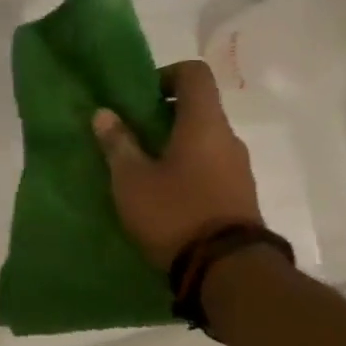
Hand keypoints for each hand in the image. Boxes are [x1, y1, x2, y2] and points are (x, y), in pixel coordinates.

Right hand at [93, 59, 261, 269]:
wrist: (228, 271)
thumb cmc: (175, 213)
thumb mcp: (132, 180)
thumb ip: (117, 143)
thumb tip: (104, 113)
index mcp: (204, 124)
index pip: (195, 73)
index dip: (166, 74)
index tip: (140, 97)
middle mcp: (228, 138)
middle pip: (198, 109)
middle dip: (163, 116)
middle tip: (131, 137)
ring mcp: (239, 168)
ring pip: (204, 141)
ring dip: (175, 146)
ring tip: (143, 170)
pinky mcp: (241, 196)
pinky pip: (211, 167)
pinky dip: (188, 170)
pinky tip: (165, 195)